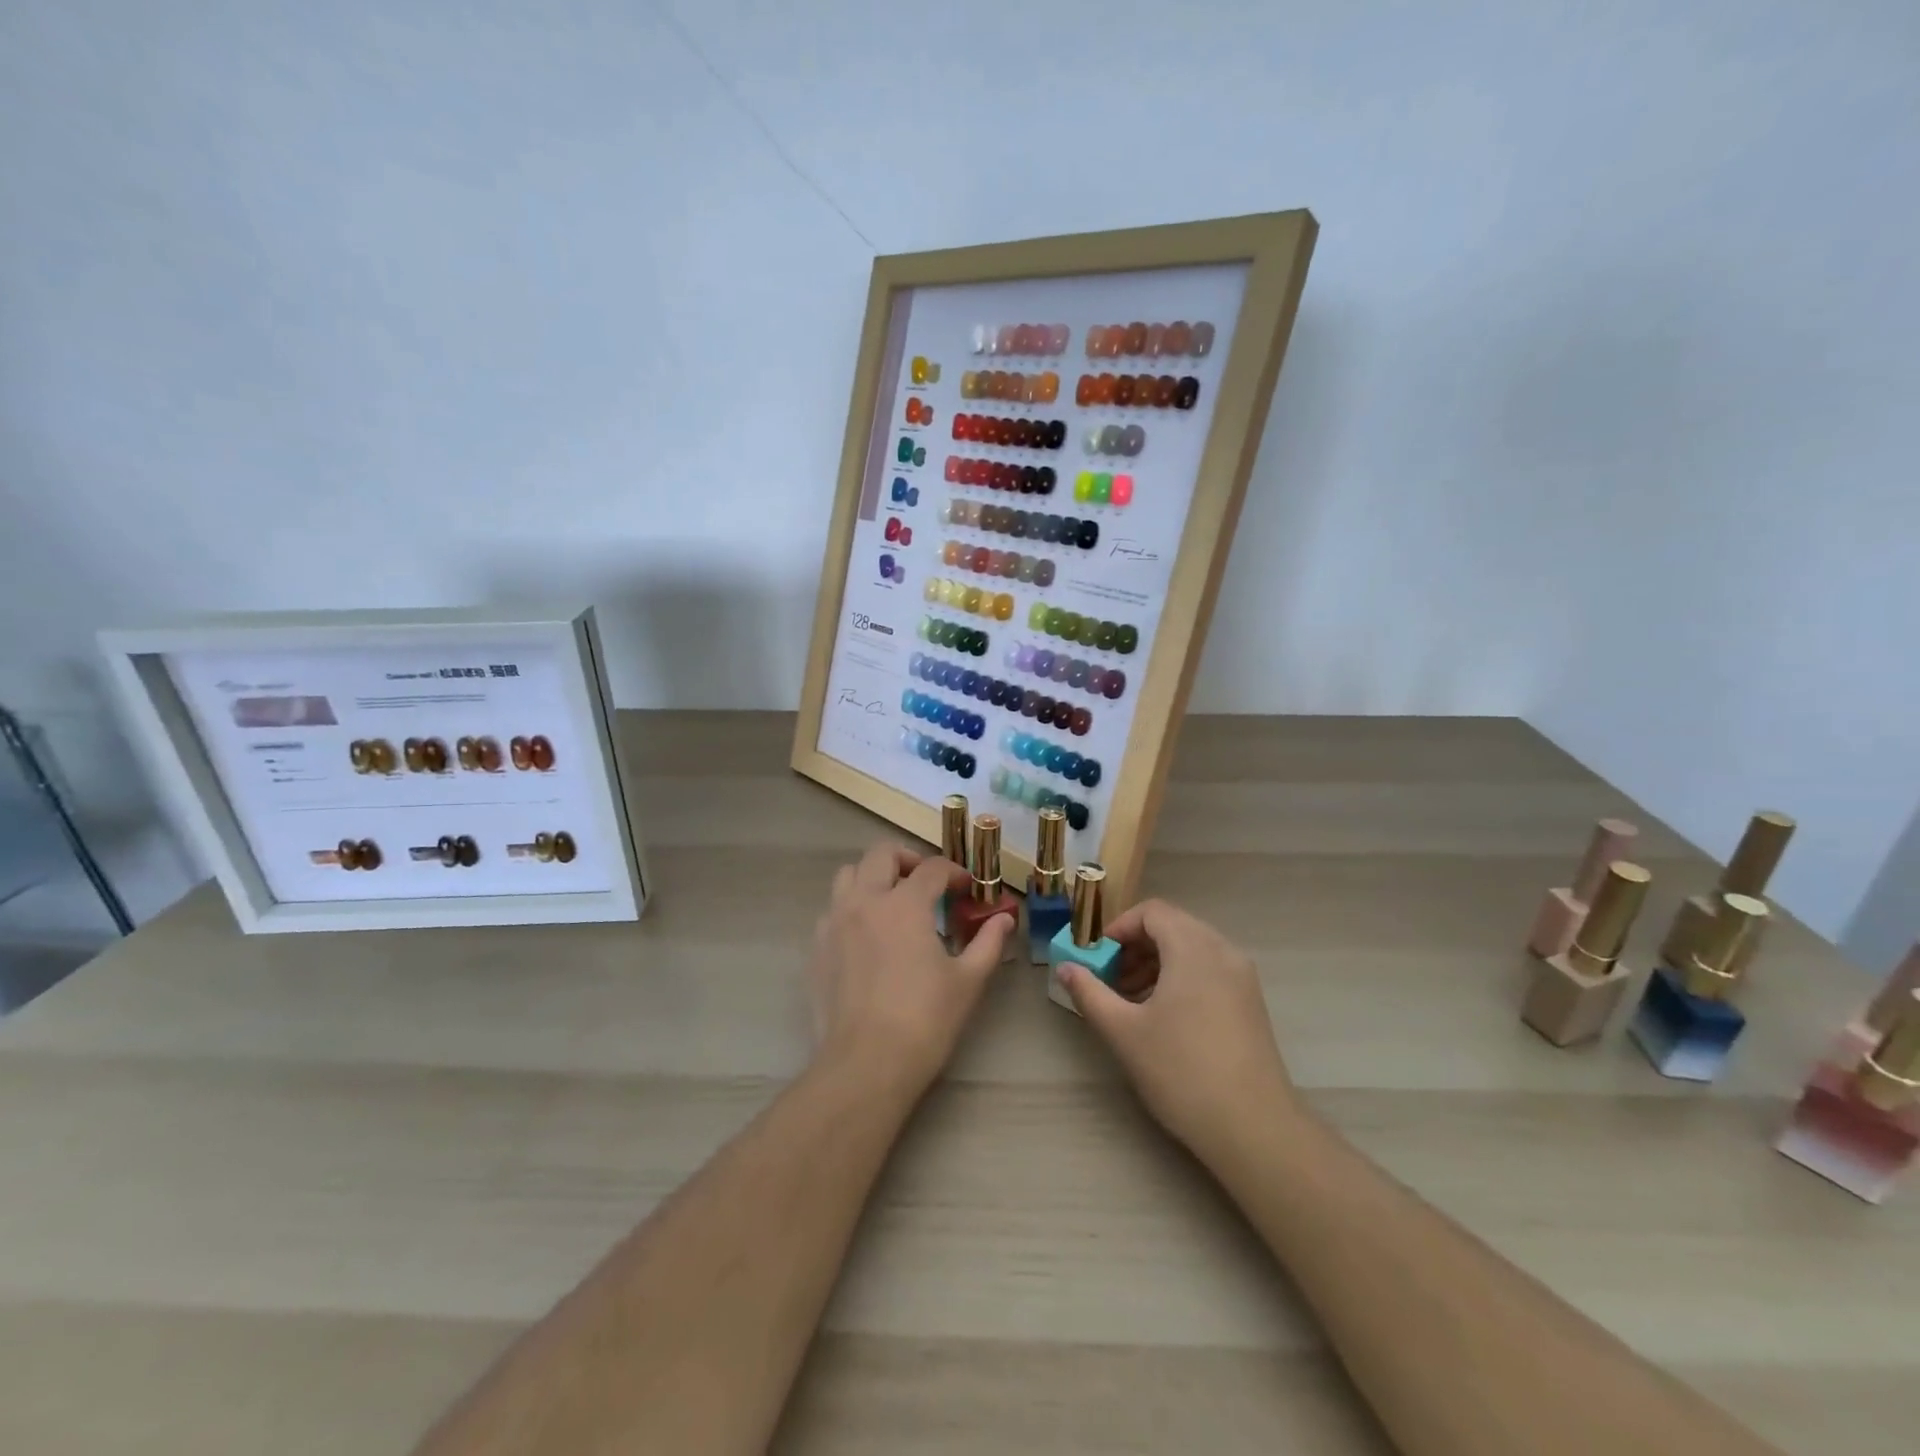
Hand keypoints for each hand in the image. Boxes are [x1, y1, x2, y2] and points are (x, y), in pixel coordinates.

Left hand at [807, 841, 1013, 1097]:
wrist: (866, 1063)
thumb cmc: (925, 1020)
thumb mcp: (968, 980)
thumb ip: (988, 943)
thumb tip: (1004, 919)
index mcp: (904, 904)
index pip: (932, 868)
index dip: (954, 873)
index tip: (966, 889)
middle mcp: (865, 901)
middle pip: (882, 853)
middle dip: (908, 859)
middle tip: (927, 883)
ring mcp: (835, 922)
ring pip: (849, 875)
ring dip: (873, 877)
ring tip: (893, 901)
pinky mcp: (817, 947)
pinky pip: (832, 909)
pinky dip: (852, 907)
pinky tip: (868, 936)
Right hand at [1057, 899, 1298, 1162]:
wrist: (1253, 1128)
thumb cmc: (1181, 1071)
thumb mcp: (1123, 1031)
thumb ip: (1089, 992)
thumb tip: (1065, 968)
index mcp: (1193, 948)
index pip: (1152, 912)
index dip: (1119, 928)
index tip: (1096, 957)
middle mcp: (1222, 952)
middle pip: (1172, 927)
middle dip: (1135, 947)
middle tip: (1109, 979)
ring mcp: (1242, 977)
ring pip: (1191, 949)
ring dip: (1155, 963)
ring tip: (1130, 1001)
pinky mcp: (1250, 1003)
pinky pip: (1208, 970)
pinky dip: (1179, 978)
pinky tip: (1162, 1016)